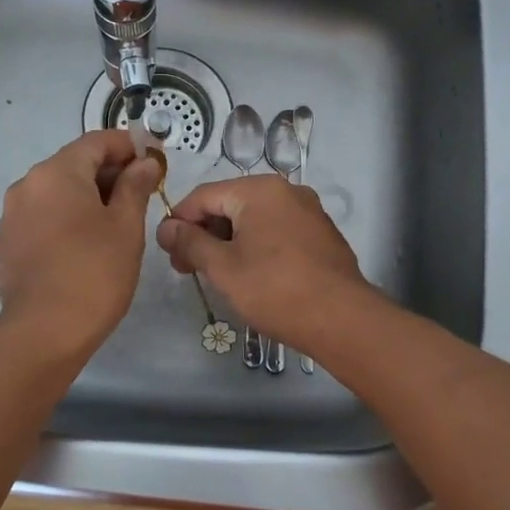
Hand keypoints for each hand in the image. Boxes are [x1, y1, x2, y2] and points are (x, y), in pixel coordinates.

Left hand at [0, 130, 160, 358]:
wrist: (44, 332)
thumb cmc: (94, 271)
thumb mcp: (126, 226)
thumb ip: (135, 186)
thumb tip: (145, 163)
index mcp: (57, 172)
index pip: (97, 141)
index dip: (128, 145)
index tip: (153, 160)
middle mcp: (27, 185)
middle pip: (74, 164)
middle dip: (109, 173)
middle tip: (141, 194)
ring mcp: (11, 216)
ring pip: (56, 193)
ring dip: (87, 197)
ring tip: (116, 223)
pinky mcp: (6, 245)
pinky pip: (41, 218)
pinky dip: (65, 220)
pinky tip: (84, 247)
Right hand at [157, 175, 381, 353]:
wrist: (342, 319)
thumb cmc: (275, 290)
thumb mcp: (222, 267)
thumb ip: (190, 242)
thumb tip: (166, 227)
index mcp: (259, 189)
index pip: (203, 195)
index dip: (179, 221)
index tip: (168, 253)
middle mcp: (285, 190)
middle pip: (229, 204)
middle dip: (204, 233)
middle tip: (188, 268)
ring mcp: (308, 210)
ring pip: (254, 218)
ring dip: (228, 241)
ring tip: (217, 275)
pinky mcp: (320, 233)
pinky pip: (277, 230)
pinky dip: (256, 245)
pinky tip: (250, 274)